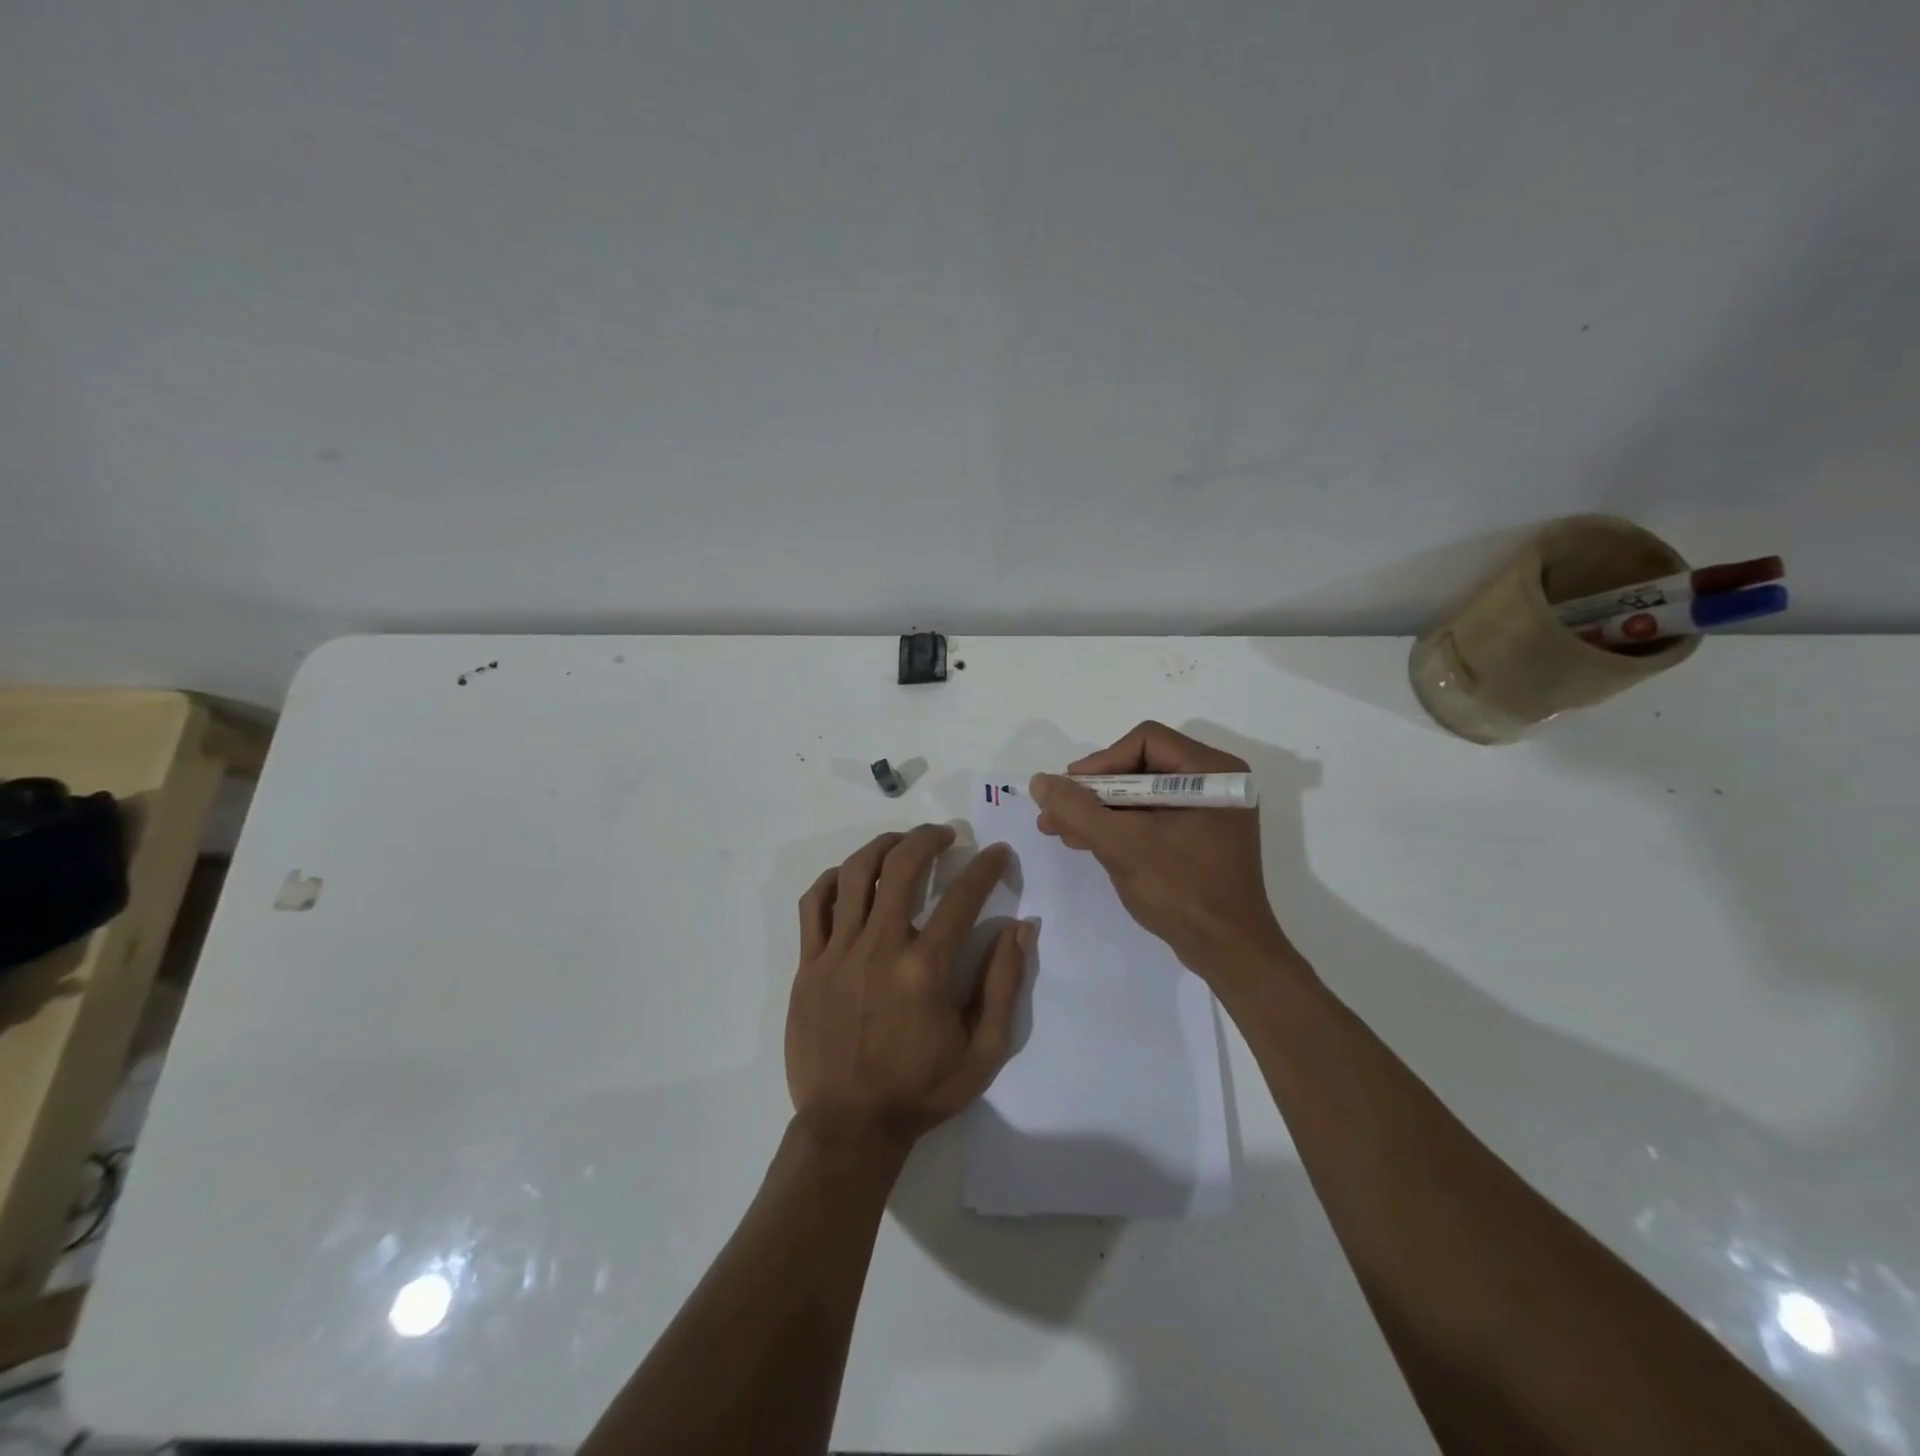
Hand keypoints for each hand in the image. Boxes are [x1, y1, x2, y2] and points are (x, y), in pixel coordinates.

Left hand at [786, 824, 1029, 1156]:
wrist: (849, 1127)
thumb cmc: (921, 1091)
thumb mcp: (984, 1052)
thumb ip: (1004, 985)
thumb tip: (1022, 928)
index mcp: (925, 969)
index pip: (962, 897)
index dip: (986, 866)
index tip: (998, 852)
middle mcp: (880, 948)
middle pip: (902, 867)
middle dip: (928, 838)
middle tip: (945, 834)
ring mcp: (838, 953)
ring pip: (855, 875)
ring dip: (882, 847)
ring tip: (901, 843)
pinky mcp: (809, 965)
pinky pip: (814, 905)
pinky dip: (833, 879)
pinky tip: (851, 876)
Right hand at [1029, 721, 1298, 983]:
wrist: (1228, 953)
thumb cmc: (1181, 890)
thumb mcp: (1121, 844)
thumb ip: (1077, 809)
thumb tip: (1040, 781)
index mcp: (1212, 772)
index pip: (1145, 741)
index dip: (1101, 762)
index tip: (1071, 792)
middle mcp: (1214, 783)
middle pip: (1140, 766)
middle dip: (1093, 792)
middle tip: (1056, 811)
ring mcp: (1207, 812)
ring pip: (1140, 795)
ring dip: (1099, 811)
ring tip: (1059, 829)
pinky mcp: (1198, 838)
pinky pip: (1151, 818)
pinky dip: (1118, 827)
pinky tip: (1085, 841)